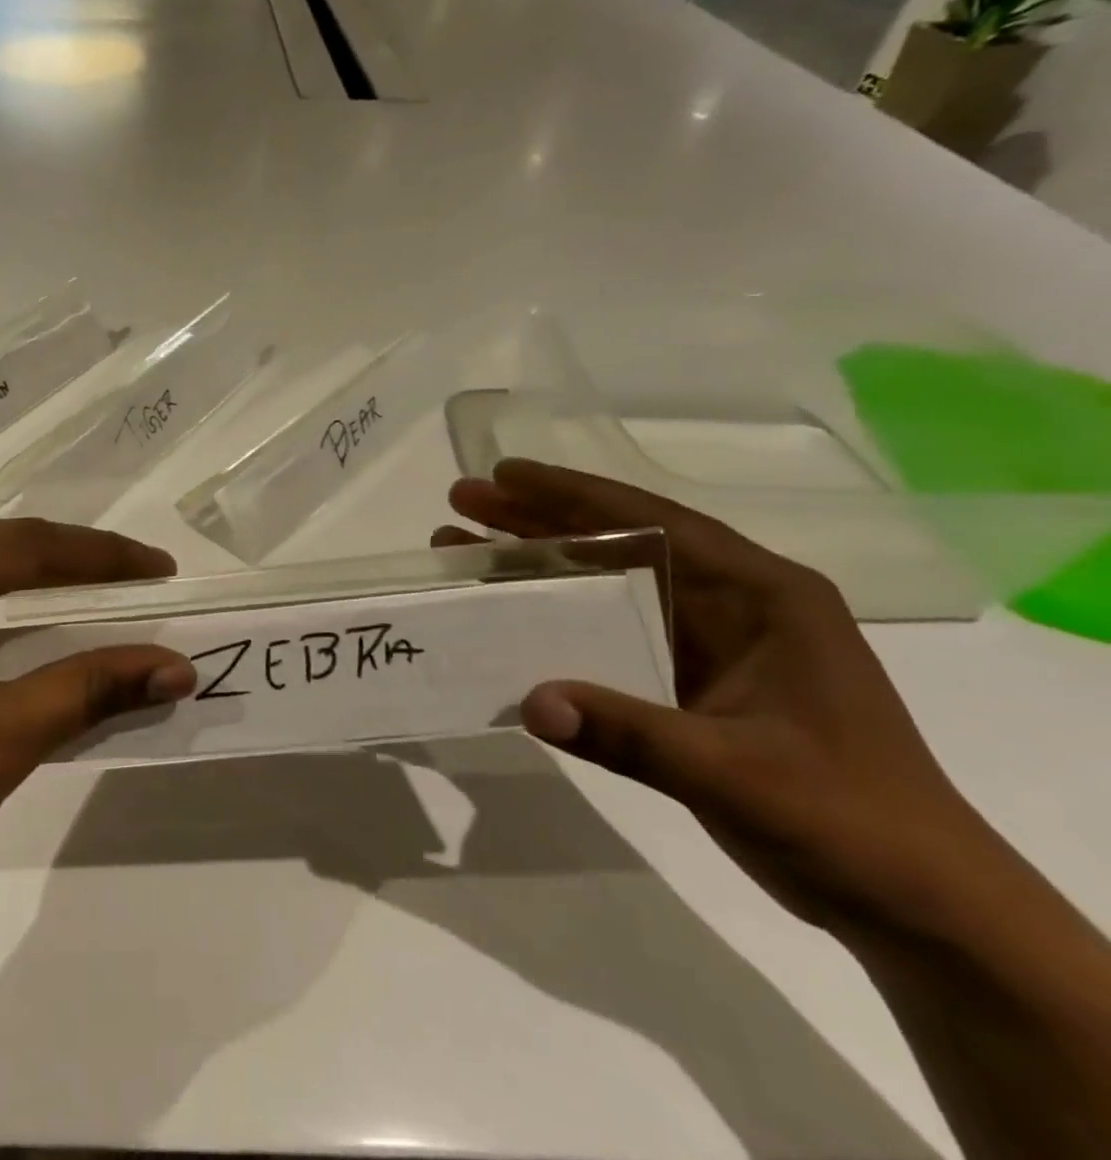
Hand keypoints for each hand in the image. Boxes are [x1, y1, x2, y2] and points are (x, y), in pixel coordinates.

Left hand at [0, 520, 194, 936]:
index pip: (26, 546)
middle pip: (0, 554)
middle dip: (78, 571)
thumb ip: (90, 689)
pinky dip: (3, 622)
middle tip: (147, 586)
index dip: (105, 558)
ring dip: (42, 594)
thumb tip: (178, 667)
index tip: (166, 570)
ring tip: (109, 603)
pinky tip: (39, 636)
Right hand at [435, 460, 1006, 936]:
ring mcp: (712, 641)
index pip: (654, 522)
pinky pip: (610, 628)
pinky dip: (557, 614)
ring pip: (609, 581)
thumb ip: (629, 733)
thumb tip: (529, 702)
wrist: (921, 908)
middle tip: (463, 500)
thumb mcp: (736, 774)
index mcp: (763, 595)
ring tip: (464, 545)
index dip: (573, 493)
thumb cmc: (849, 822)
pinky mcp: (691, 679)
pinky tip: (510, 613)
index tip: (504, 474)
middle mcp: (734, 602)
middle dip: (537, 518)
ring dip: (539, 561)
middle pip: (620, 541)